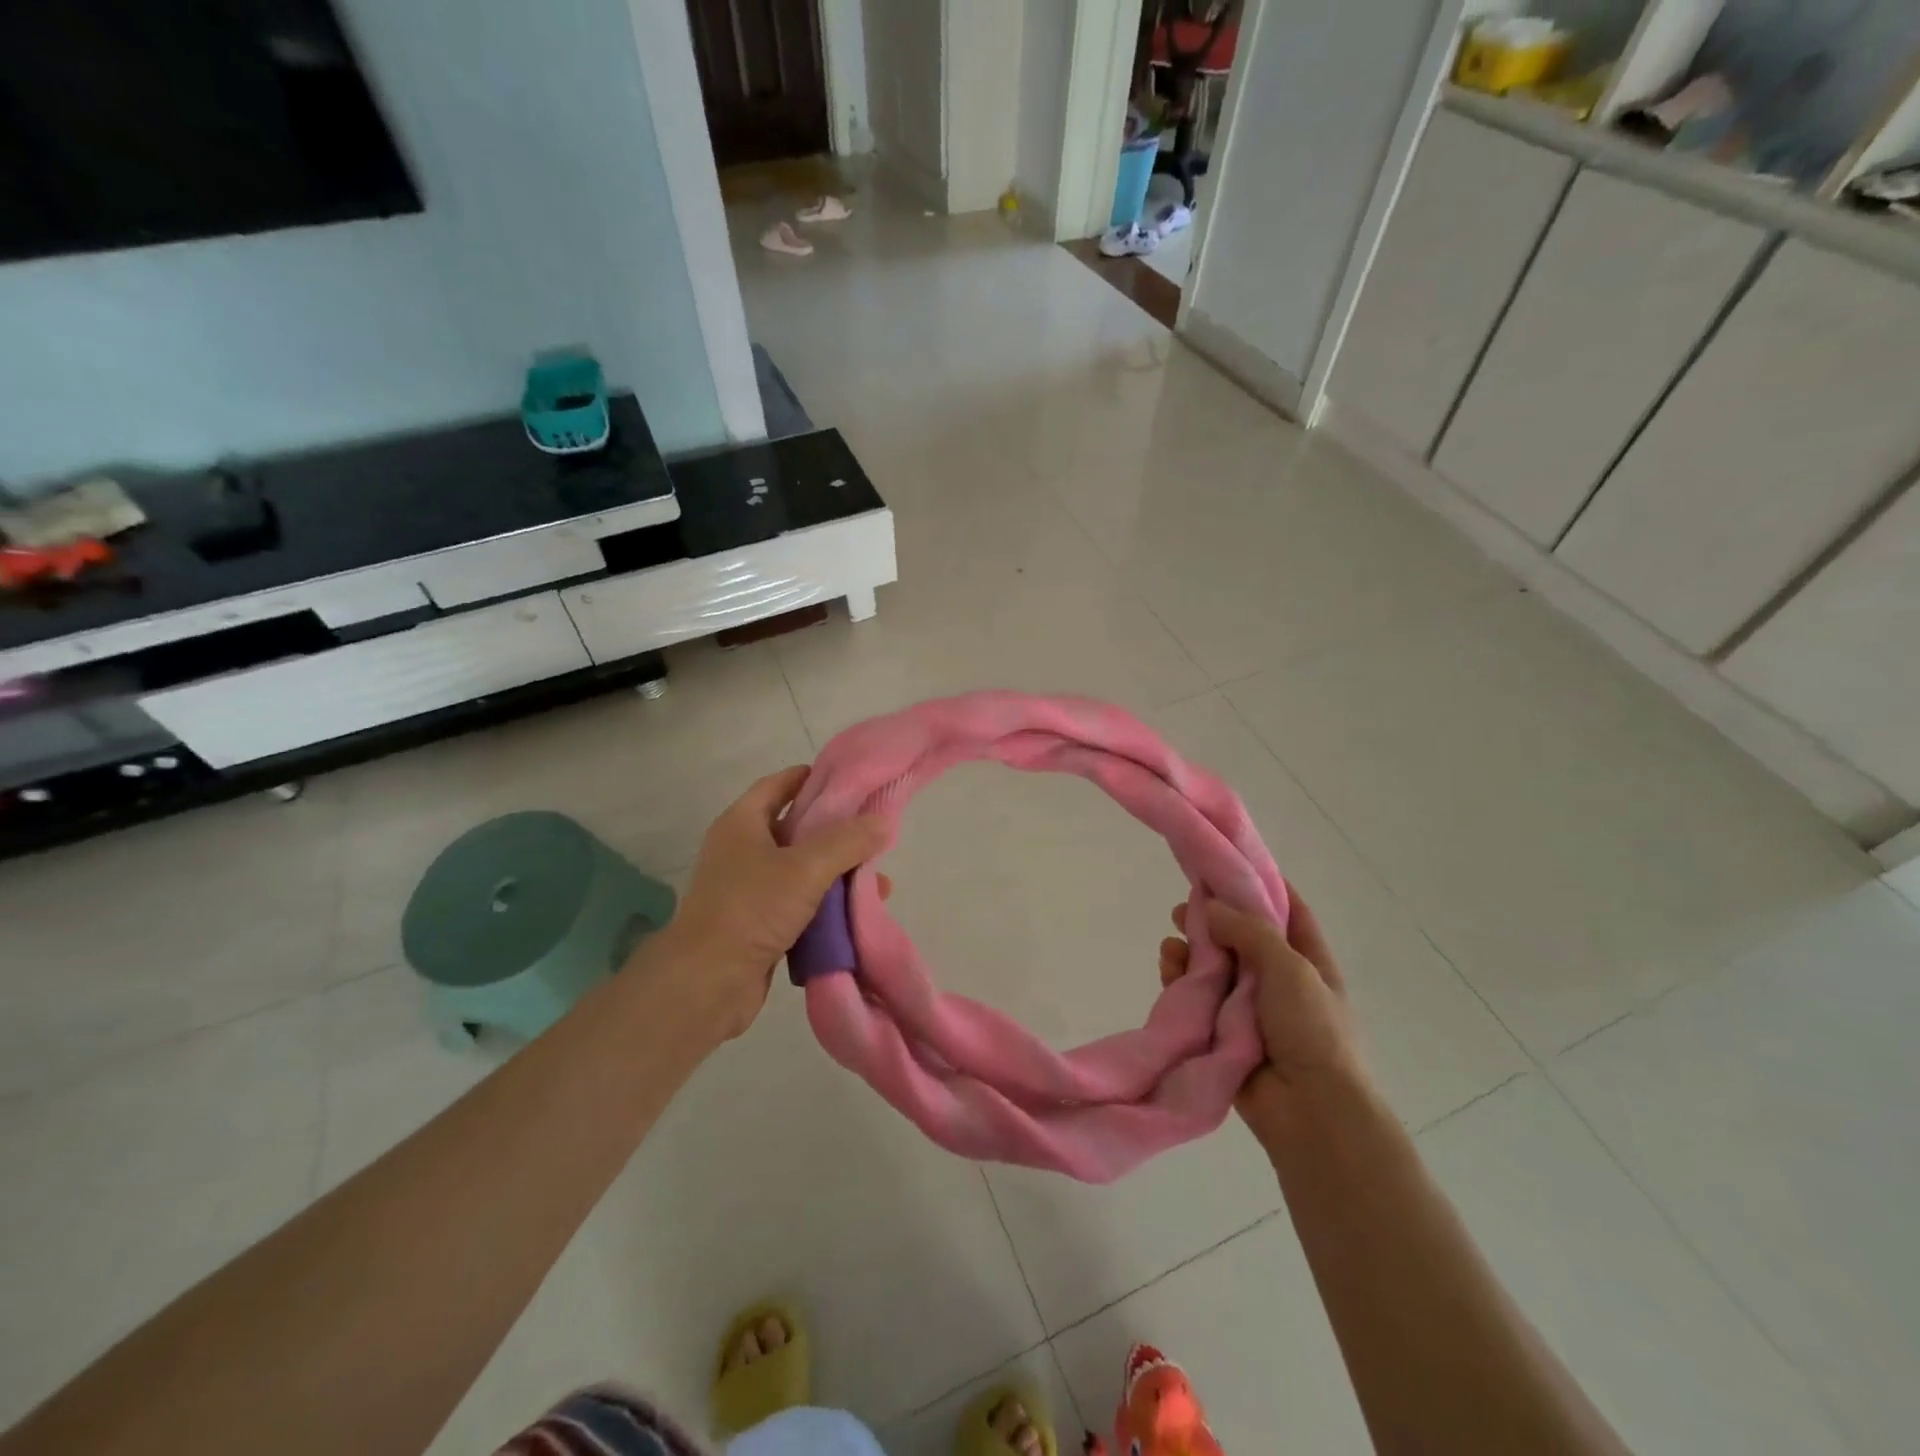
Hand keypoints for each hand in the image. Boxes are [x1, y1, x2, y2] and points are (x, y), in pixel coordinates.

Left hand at [638, 767, 887, 1042]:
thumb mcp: (806, 868)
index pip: (779, 784)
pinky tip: (857, 911)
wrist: (707, 983)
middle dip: (834, 830)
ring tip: (876, 878)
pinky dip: (825, 904)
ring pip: (800, 869)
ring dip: (835, 872)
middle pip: (794, 828)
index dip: (811, 778)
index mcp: (742, 824)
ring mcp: (748, 889)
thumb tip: (884, 822)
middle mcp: (742, 850)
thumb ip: (847, 842)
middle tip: (872, 830)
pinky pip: (798, 903)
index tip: (850, 781)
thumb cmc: (752, 909)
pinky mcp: (758, 923)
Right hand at [1158, 892, 1367, 1146]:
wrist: (1311, 1112)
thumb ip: (1249, 930)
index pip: (1287, 909)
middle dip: (1211, 918)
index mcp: (1308, 960)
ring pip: (1212, 965)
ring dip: (1191, 949)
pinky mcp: (1221, 1031)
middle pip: (1240, 935)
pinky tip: (1169, 968)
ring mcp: (1248, 1007)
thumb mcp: (1291, 968)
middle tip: (1182, 907)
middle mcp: (1278, 979)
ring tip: (1172, 944)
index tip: (1227, 861)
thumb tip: (1210, 906)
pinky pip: (1196, 997)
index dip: (1261, 883)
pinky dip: (1180, 980)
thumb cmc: (1313, 1031)